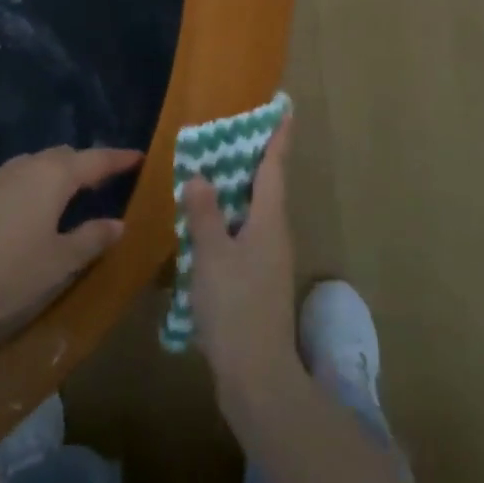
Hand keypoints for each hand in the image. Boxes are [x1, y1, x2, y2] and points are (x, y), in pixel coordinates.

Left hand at [0, 145, 138, 362]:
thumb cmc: (5, 274)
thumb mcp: (58, 263)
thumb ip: (91, 239)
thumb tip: (118, 224)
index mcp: (52, 176)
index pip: (95, 159)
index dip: (119, 158)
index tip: (140, 157)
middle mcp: (23, 166)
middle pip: (62, 157)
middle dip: (86, 165)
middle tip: (106, 180)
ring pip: (33, 166)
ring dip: (55, 175)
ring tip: (69, 195)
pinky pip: (11, 180)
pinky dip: (29, 187)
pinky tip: (26, 210)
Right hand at [181, 117, 299, 420]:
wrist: (257, 375)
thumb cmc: (235, 306)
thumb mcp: (212, 255)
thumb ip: (204, 214)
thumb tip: (199, 176)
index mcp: (270, 221)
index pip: (275, 167)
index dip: (278, 137)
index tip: (284, 107)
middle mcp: (275, 234)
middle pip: (267, 186)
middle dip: (255, 157)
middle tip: (235, 129)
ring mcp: (268, 259)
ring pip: (255, 211)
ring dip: (239, 188)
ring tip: (215, 168)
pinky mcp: (257, 280)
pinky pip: (245, 233)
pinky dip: (229, 217)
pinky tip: (208, 222)